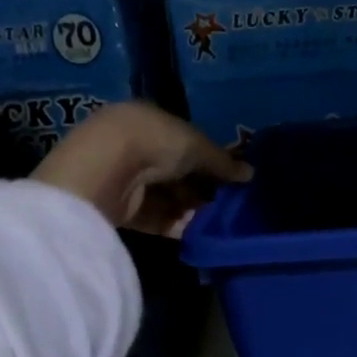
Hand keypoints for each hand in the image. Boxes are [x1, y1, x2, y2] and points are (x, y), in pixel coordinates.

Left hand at [32, 102, 250, 236]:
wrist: (106, 168)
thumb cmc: (155, 143)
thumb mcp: (197, 147)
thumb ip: (223, 162)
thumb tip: (250, 174)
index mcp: (150, 122)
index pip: (185, 142)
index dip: (208, 160)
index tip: (230, 179)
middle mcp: (135, 148)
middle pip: (176, 173)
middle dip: (200, 189)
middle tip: (228, 204)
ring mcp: (126, 180)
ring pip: (167, 198)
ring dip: (191, 209)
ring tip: (217, 222)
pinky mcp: (120, 210)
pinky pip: (154, 219)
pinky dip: (175, 226)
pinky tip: (197, 234)